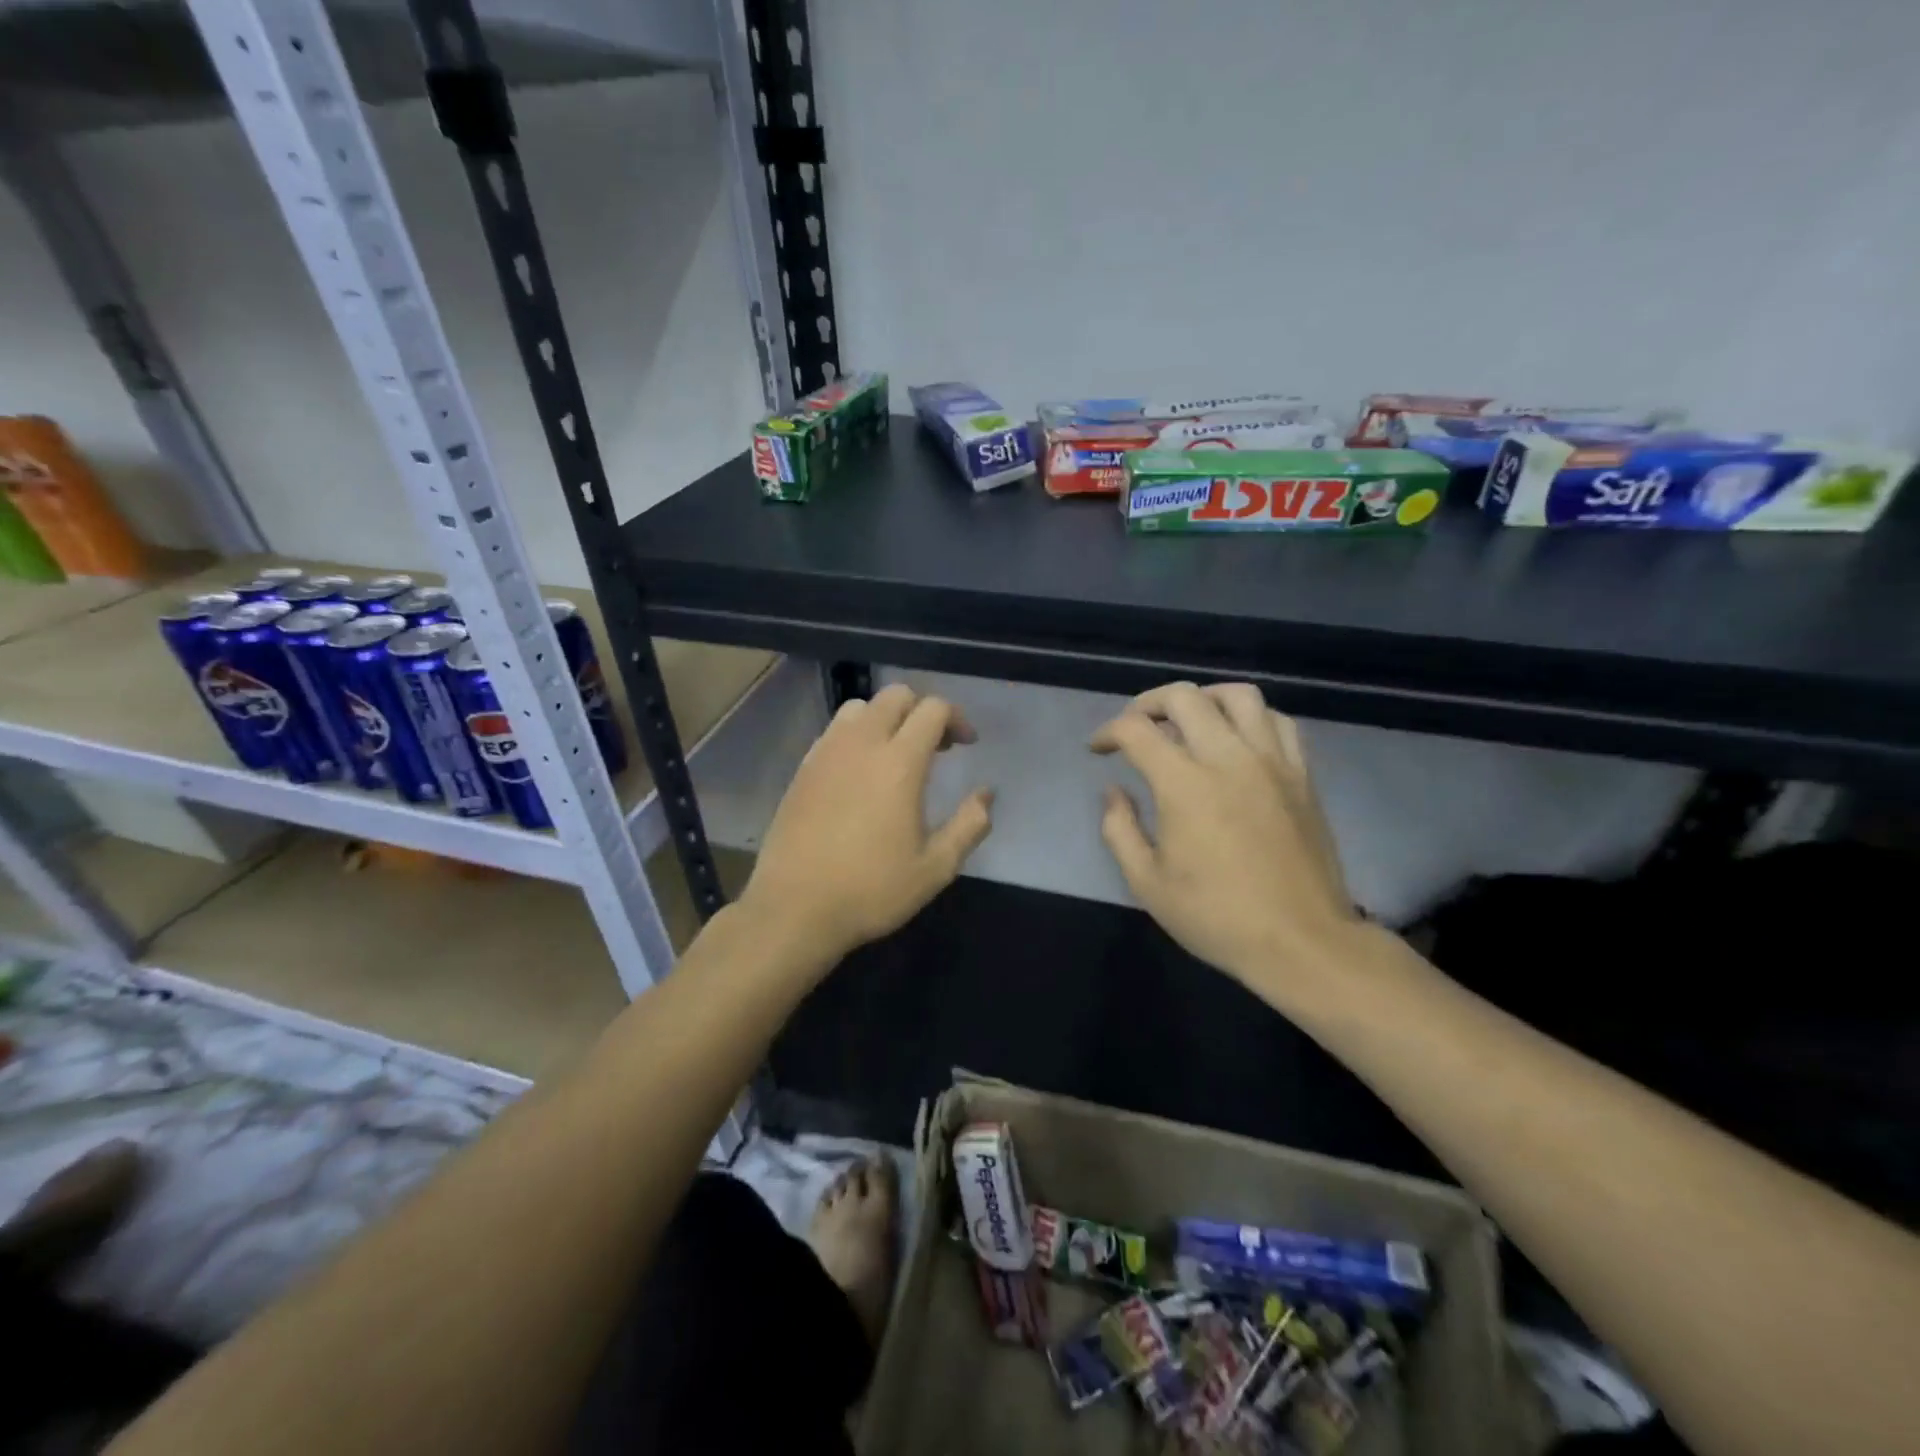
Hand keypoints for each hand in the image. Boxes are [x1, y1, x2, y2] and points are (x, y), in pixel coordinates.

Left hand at [740, 683, 992, 962]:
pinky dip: (856, 735)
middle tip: (936, 746)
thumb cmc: (871, 890)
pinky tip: (860, 773)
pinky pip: (834, 731)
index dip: (956, 718)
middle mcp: (861, 744)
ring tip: (896, 754)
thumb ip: (969, 825)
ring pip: (861, 707)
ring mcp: (826, 753)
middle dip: (922, 710)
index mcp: (899, 762)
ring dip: (886, 719)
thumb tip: (986, 795)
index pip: (932, 709)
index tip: (967, 745)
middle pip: (896, 695)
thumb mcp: (935, 867)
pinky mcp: (803, 768)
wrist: (795, 908)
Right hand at [1090, 682, 1360, 995]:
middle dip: (1148, 703)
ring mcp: (1272, 762)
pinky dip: (1250, 717)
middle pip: (1184, 697)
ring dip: (1203, 698)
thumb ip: (1119, 829)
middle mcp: (1228, 758)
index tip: (1098, 750)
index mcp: (1184, 784)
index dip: (1108, 732)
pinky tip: (1237, 738)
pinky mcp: (1302, 774)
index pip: (1136, 730)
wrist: (1301, 941)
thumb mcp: (1147, 883)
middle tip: (1135, 726)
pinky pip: (1278, 721)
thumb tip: (1113, 792)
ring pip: (1238, 695)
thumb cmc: (1216, 917)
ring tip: (1188, 720)